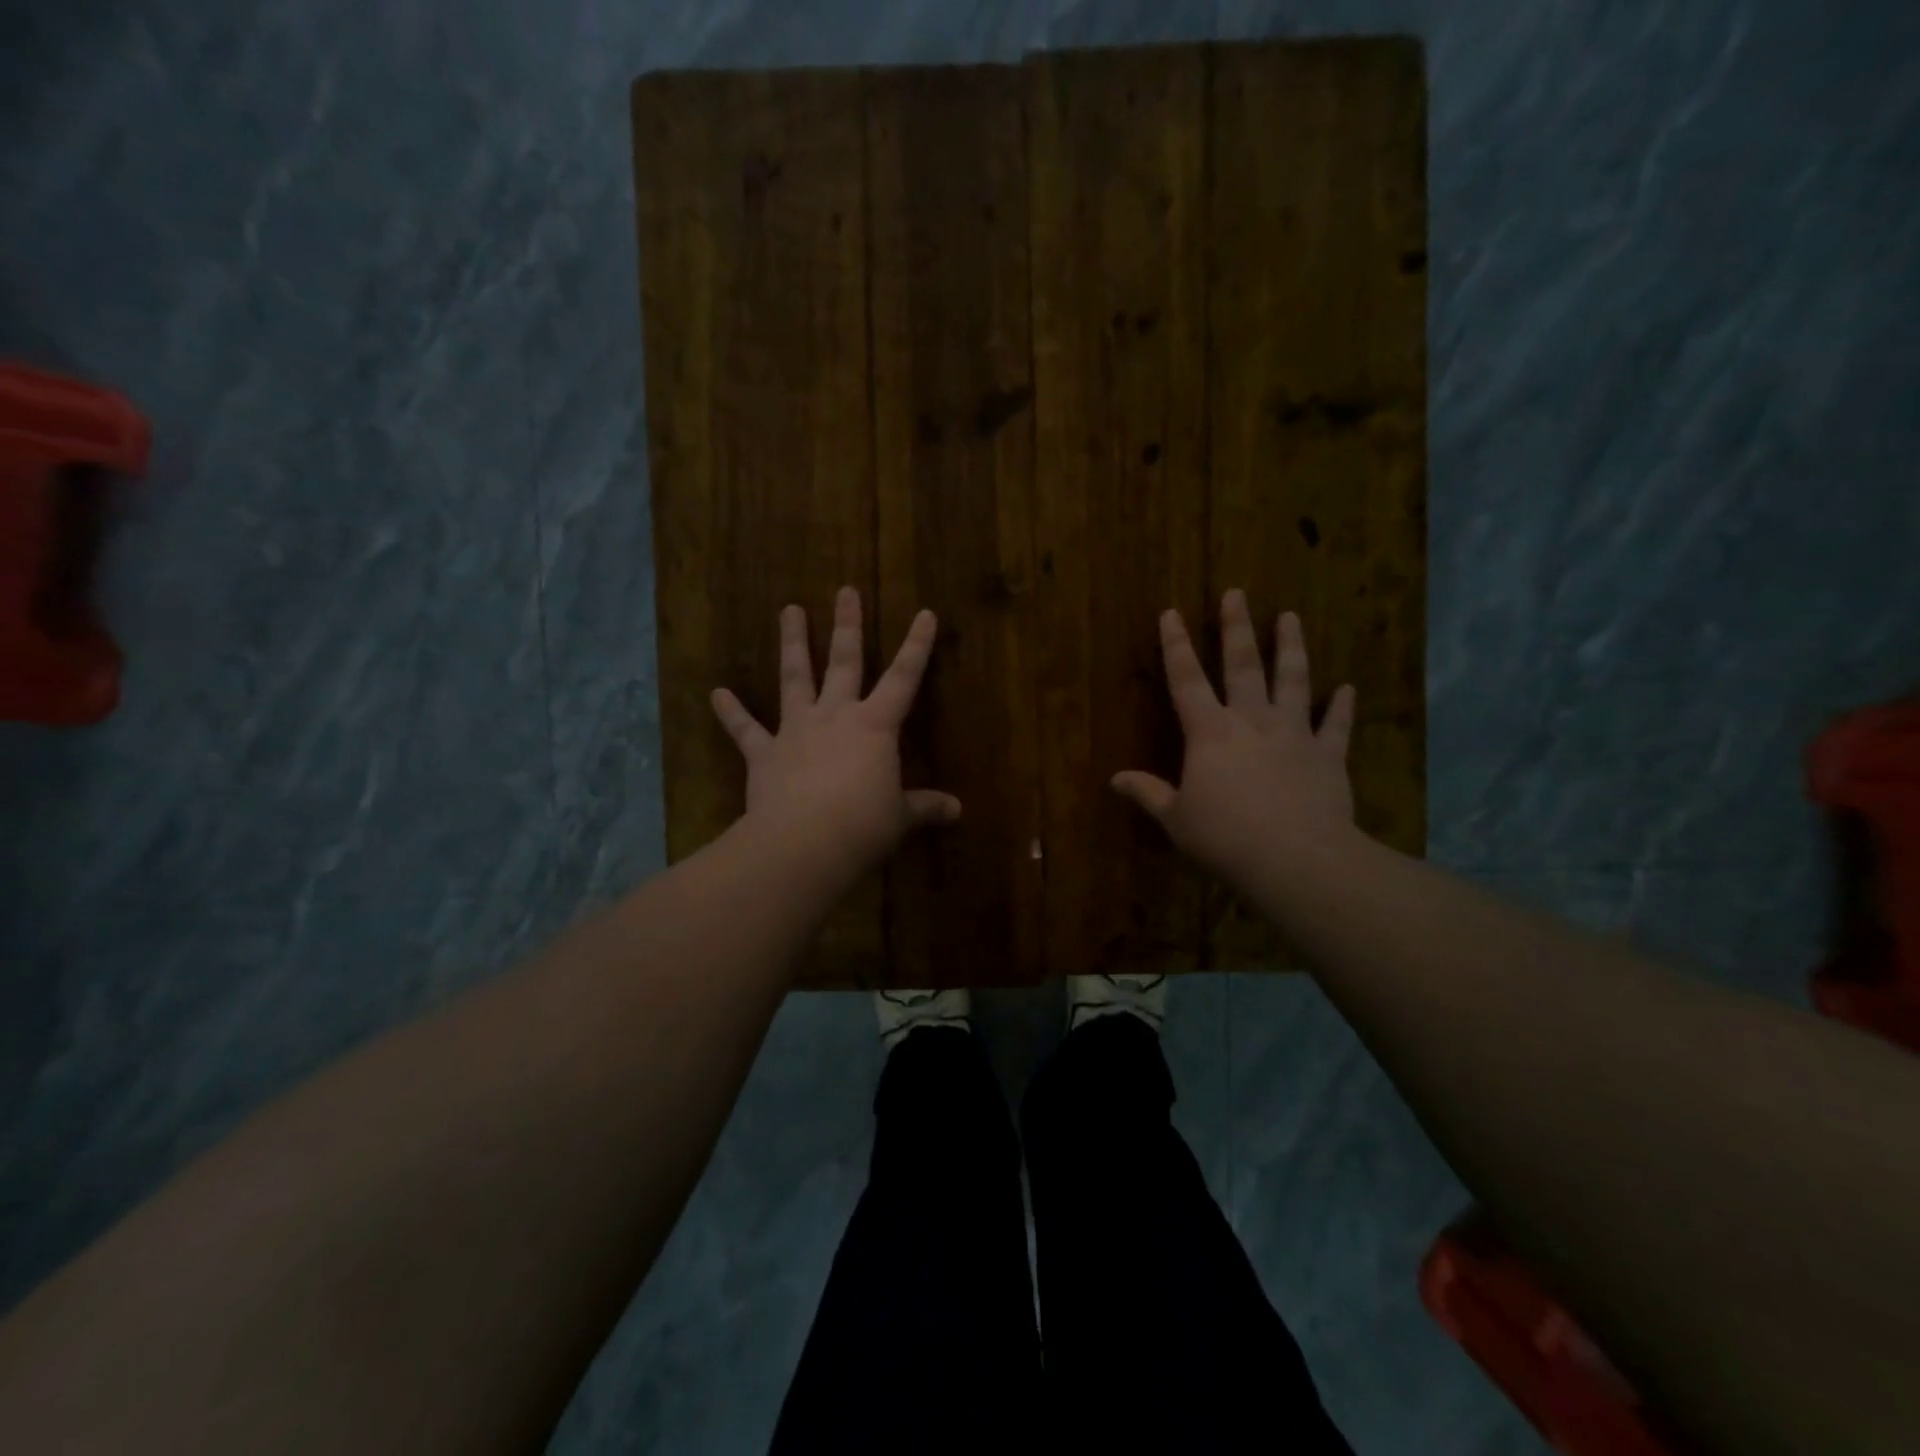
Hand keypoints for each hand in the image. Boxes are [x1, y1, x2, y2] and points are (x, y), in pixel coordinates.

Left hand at [711, 586, 960, 876]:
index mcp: (875, 726)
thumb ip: (925, 807)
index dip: (917, 646)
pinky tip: (716, 693)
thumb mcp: (900, 817)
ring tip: (789, 610)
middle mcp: (836, 716)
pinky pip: (745, 730)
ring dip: (794, 644)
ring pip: (795, 678)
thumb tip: (957, 810)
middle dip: (848, 625)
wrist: (804, 844)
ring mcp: (796, 730)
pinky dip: (731, 712)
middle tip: (844, 591)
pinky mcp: (764, 753)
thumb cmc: (863, 826)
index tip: (924, 612)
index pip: (904, 678)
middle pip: (845, 662)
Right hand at [1111, 589, 1357, 887]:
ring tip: (1290, 617)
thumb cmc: (1225, 837)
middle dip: (1237, 628)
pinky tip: (1348, 689)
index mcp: (1210, 733)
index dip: (1176, 646)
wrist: (1296, 859)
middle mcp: (1252, 722)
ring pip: (1293, 681)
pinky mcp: (1328, 756)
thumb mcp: (1176, 819)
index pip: (1187, 680)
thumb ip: (1148, 793)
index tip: (1171, 613)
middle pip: (1243, 666)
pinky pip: (1336, 726)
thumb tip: (1115, 779)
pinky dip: (1342, 707)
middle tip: (1236, 594)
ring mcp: (1294, 735)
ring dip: (1291, 648)